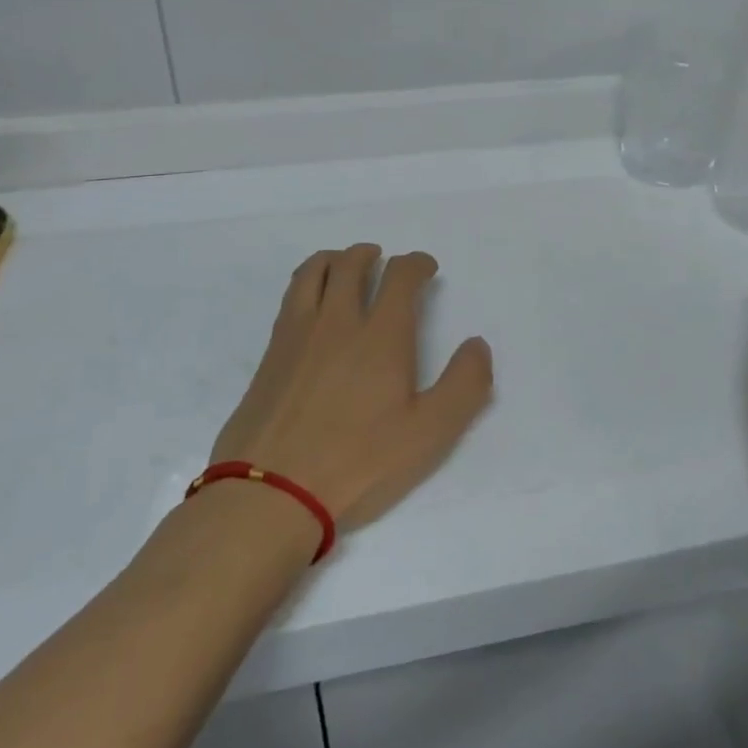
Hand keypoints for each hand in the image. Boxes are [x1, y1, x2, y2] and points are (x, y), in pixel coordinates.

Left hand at [211, 244, 492, 531]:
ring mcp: (298, 334)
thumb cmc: (359, 463)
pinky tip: (311, 302)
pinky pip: (291, 296)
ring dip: (334, 258)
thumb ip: (464, 385)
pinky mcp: (271, 353)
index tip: (426, 268)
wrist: (270, 492)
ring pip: (314, 272)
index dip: (417, 264)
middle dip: (371, 255)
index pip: (400, 276)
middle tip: (381, 259)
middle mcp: (338, 321)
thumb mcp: (429, 434)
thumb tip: (476, 344)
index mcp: (381, 335)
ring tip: (343, 264)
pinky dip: (307, 282)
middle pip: (352, 264)